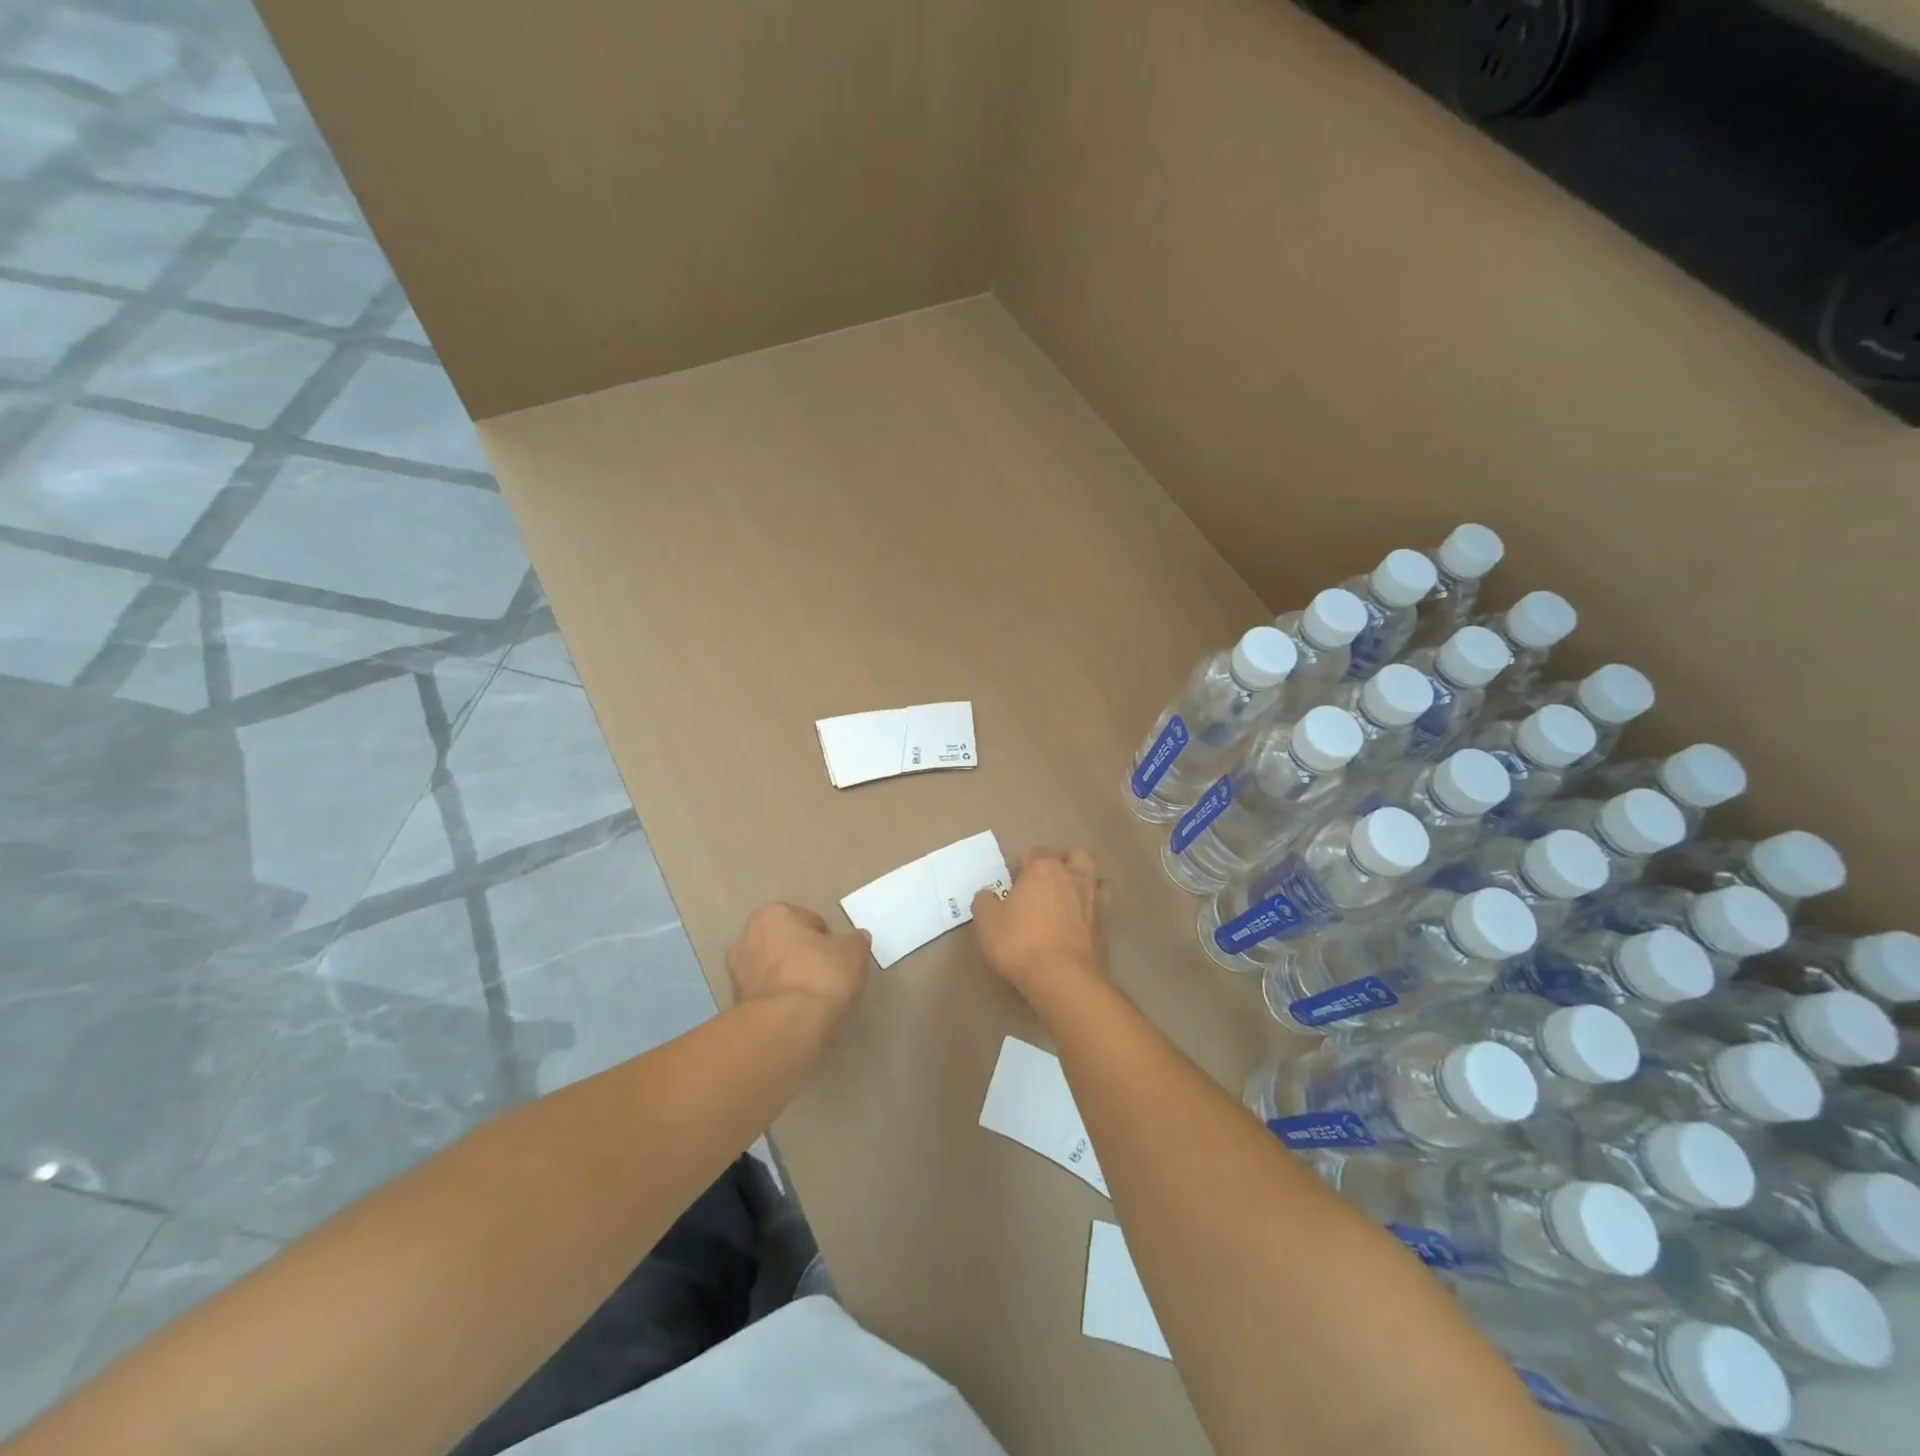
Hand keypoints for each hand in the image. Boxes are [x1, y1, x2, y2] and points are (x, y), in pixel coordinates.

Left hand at [726, 904, 872, 1034]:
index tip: (837, 959)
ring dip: (787, 980)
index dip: (826, 939)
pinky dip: (779, 1002)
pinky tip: (796, 1015)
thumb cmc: (821, 976)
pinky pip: (765, 997)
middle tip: (825, 976)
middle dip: (801, 956)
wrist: (786, 1028)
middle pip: (784, 944)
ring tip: (811, 1000)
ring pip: (772, 971)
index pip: (808, 920)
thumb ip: (854, 941)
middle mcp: (746, 938)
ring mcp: (736, 974)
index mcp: (772, 914)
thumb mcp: (854, 952)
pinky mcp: (735, 1007)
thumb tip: (854, 940)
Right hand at [971, 847, 1107, 1001]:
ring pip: (1096, 878)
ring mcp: (1094, 901)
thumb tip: (987, 895)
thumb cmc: (1020, 942)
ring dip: (1085, 882)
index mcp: (1044, 869)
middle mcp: (1073, 877)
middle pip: (1077, 855)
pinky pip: (1101, 907)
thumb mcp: (987, 922)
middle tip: (1050, 877)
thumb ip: (985, 902)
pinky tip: (1080, 922)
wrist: (1063, 977)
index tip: (1017, 876)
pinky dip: (1092, 909)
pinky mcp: (1106, 927)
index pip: (1037, 852)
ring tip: (1070, 896)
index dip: (1026, 861)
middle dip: (1065, 860)